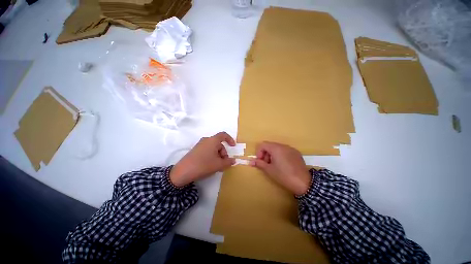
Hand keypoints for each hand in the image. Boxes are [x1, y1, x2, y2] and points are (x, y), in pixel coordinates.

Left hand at [170, 132, 235, 186]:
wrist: (183, 172)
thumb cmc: (204, 165)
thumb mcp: (219, 164)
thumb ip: (228, 162)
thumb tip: (233, 160)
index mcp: (212, 140)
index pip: (223, 135)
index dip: (230, 139)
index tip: (233, 147)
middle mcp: (206, 140)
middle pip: (219, 144)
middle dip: (223, 153)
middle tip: (224, 163)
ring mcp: (200, 145)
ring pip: (213, 148)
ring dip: (218, 156)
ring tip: (217, 166)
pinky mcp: (195, 150)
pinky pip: (207, 151)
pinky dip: (212, 156)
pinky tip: (210, 165)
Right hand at [250, 142, 310, 195]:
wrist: (304, 183)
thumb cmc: (283, 175)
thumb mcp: (269, 170)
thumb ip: (259, 163)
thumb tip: (250, 161)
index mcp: (275, 148)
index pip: (263, 144)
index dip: (259, 152)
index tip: (260, 161)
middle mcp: (283, 146)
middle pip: (270, 146)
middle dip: (265, 154)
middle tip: (266, 164)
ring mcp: (291, 149)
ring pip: (277, 148)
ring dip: (272, 154)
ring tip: (274, 165)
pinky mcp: (296, 153)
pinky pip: (284, 151)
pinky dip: (280, 155)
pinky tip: (283, 165)